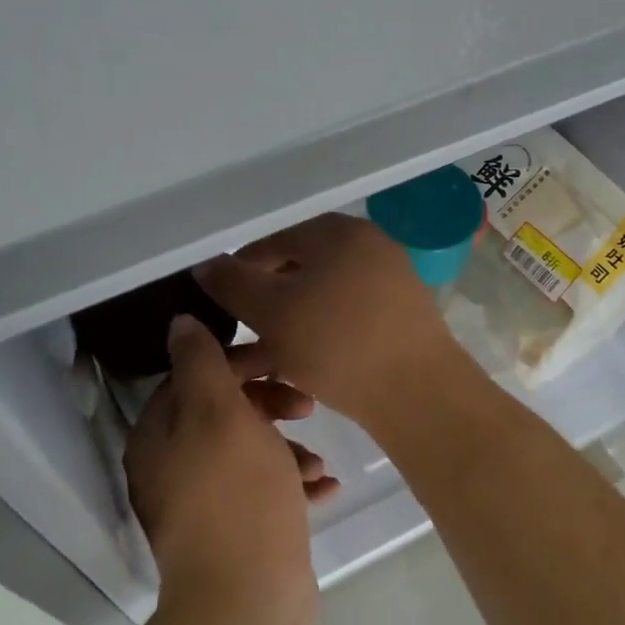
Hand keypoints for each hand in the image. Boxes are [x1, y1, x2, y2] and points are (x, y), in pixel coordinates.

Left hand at [124, 315, 336, 613]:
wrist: (248, 605)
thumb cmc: (238, 497)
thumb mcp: (220, 415)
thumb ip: (200, 363)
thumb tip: (180, 322)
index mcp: (159, 436)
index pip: (194, 375)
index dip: (240, 362)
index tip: (283, 362)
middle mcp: (171, 467)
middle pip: (223, 412)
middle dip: (269, 404)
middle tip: (307, 407)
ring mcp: (201, 504)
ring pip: (248, 452)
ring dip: (286, 447)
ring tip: (318, 460)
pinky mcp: (232, 532)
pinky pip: (262, 491)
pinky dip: (291, 483)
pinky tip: (326, 487)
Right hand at [194, 214, 466, 426]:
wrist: (418, 392)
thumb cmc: (337, 343)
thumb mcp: (272, 311)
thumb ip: (233, 283)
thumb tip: (207, 264)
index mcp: (337, 232)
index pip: (270, 243)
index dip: (237, 273)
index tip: (218, 307)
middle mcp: (368, 246)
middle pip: (298, 271)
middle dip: (265, 304)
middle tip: (241, 337)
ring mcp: (390, 281)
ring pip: (322, 299)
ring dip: (288, 326)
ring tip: (263, 360)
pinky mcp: (402, 317)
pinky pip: (348, 319)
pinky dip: (320, 336)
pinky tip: (301, 366)